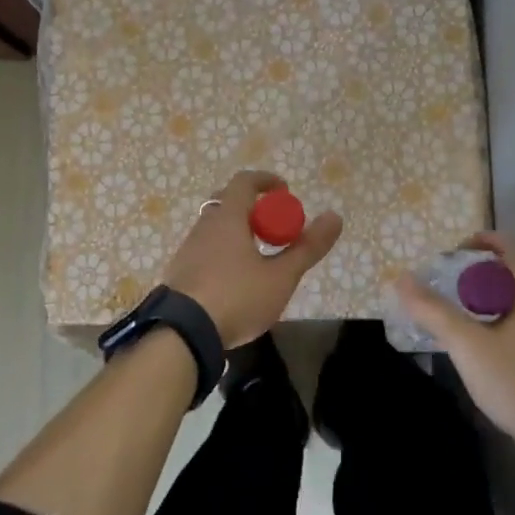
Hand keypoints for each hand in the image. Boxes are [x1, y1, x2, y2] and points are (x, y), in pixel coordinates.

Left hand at [162, 171, 342, 347]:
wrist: (183, 333)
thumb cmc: (237, 297)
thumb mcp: (280, 277)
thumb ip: (307, 248)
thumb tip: (335, 217)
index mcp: (228, 217)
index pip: (245, 181)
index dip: (266, 181)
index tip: (285, 191)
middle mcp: (204, 225)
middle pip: (229, 203)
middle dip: (254, 209)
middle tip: (274, 228)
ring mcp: (188, 248)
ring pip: (216, 228)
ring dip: (238, 232)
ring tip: (259, 257)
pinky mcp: (180, 271)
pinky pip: (206, 250)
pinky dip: (224, 252)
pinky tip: (236, 280)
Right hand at [396, 231, 514, 449]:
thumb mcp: (466, 345)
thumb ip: (433, 310)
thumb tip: (402, 279)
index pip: (510, 248)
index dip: (480, 242)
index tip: (453, 255)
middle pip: (514, 279)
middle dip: (480, 281)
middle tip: (451, 296)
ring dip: (496, 308)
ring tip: (468, 328)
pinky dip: (511, 332)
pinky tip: (495, 359)